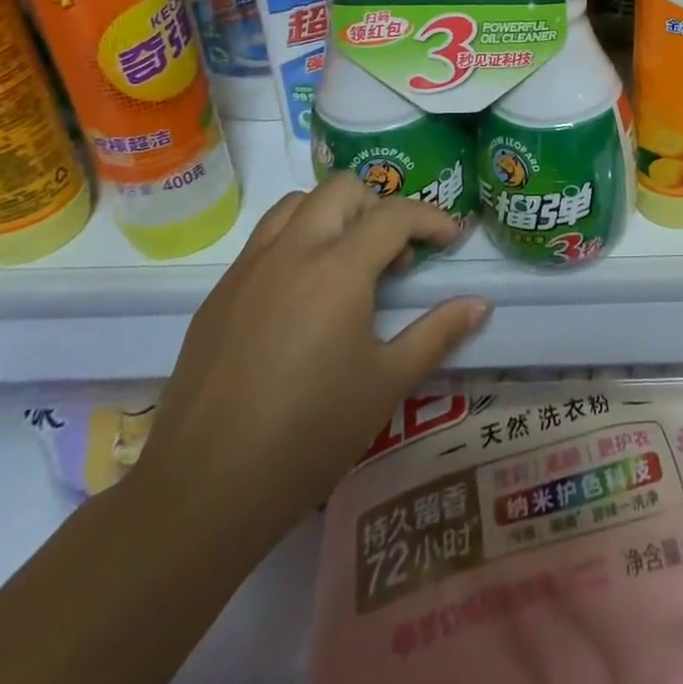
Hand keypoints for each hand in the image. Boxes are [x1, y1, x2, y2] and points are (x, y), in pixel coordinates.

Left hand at [127, 174, 489, 563]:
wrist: (202, 494)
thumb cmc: (308, 437)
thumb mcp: (386, 384)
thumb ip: (437, 334)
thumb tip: (480, 305)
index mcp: (337, 269)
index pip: (394, 215)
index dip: (431, 220)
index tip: (450, 241)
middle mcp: (291, 251)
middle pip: (342, 189)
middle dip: (379, 207)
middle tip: (394, 255)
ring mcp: (248, 269)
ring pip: (297, 204)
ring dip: (333, 215)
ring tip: (348, 264)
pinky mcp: (218, 295)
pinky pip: (264, 240)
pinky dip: (296, 241)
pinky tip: (303, 298)